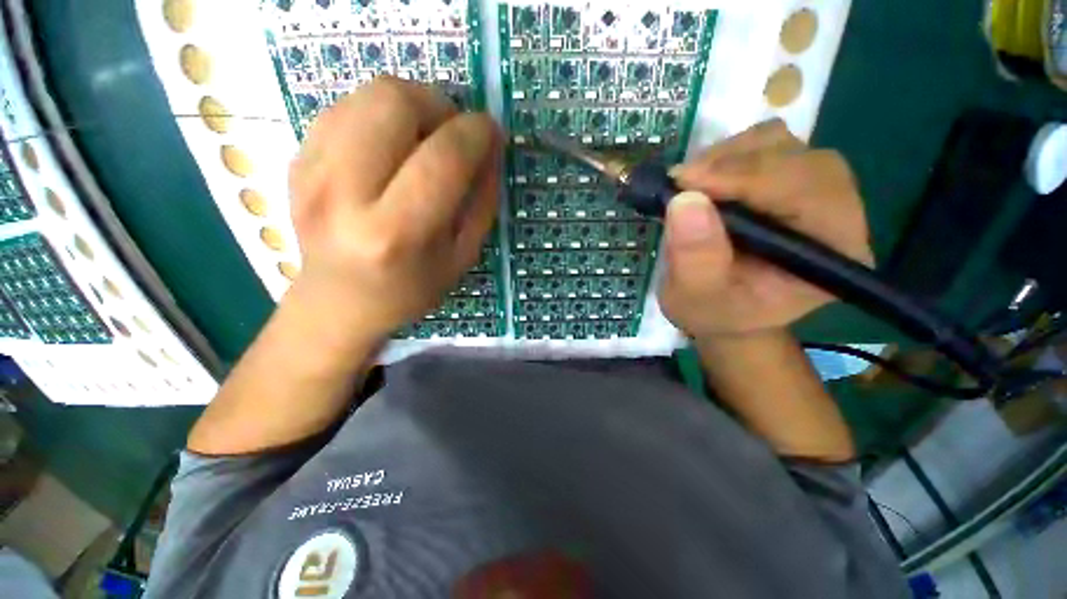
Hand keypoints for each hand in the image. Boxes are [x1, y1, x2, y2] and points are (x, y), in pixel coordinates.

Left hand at [287, 77, 500, 339]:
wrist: (339, 302)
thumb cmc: (410, 289)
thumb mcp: (463, 257)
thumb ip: (482, 203)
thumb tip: (490, 149)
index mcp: (397, 233)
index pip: (443, 158)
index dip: (476, 133)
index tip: (491, 132)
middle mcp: (346, 194)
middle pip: (395, 102)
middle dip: (439, 105)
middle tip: (452, 132)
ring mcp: (312, 171)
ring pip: (368, 94)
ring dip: (411, 105)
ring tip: (424, 137)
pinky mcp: (296, 159)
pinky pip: (346, 108)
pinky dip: (380, 116)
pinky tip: (391, 147)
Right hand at [659, 119, 873, 338]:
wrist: (725, 311)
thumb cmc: (715, 313)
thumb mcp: (696, 297)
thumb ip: (695, 257)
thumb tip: (684, 199)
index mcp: (832, 251)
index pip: (806, 191)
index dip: (745, 177)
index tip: (685, 183)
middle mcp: (837, 212)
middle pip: (797, 158)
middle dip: (732, 165)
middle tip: (680, 185)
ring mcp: (815, 189)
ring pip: (781, 144)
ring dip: (727, 157)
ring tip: (690, 186)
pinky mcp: (791, 179)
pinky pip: (765, 145)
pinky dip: (728, 155)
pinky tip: (705, 181)